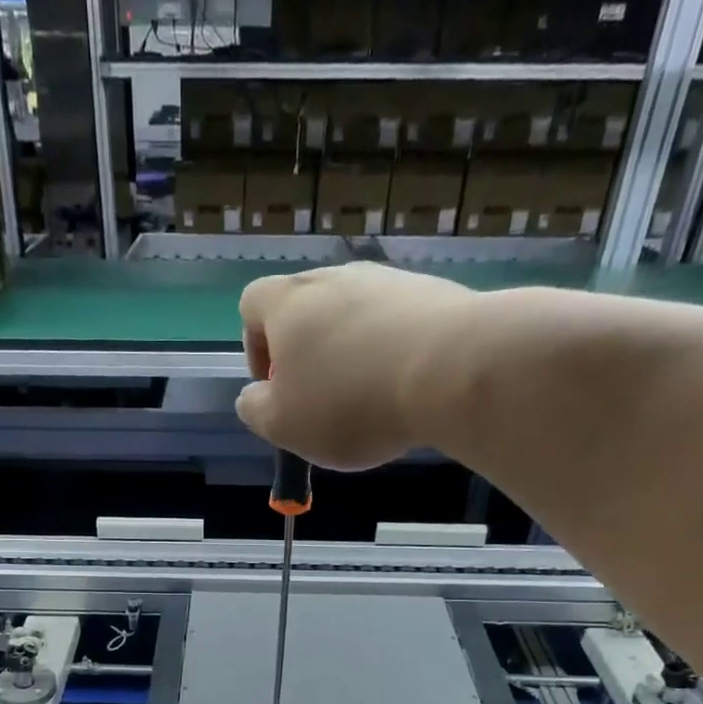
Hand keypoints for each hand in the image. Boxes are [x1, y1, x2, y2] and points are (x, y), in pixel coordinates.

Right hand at [237, 261, 478, 469]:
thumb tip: (254, 397)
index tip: (275, 387)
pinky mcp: (433, 294)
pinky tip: (409, 388)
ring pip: (355, 316)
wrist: (451, 370)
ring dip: (353, 353)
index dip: (255, 347)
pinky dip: (394, 352)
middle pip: (306, 308)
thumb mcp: (283, 425)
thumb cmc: (349, 402)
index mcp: (288, 303)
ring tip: (372, 399)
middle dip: (308, 353)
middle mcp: (335, 278)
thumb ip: (256, 410)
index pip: (251, 305)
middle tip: (323, 400)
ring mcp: (388, 280)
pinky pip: (399, 323)